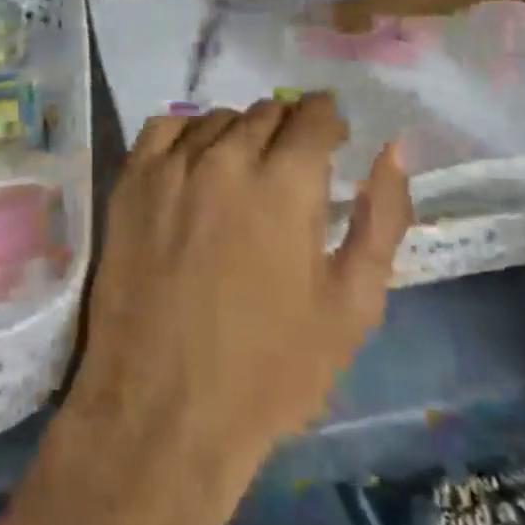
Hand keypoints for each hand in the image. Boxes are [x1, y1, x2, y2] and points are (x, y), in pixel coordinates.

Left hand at [66, 94, 413, 490]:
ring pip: (217, 118)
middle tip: (292, 170)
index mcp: (285, 182)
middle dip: (290, 130)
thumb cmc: (270, 370)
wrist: (162, 412)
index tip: (333, 142)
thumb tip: (394, 150)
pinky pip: (164, 128)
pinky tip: (196, 165)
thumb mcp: (353, 305)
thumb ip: (382, 216)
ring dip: (241, 134)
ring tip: (245, 173)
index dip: (330, 121)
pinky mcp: (129, 183)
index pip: (313, 113)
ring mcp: (170, 167)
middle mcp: (225, 158)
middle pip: (266, 111)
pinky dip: (189, 135)